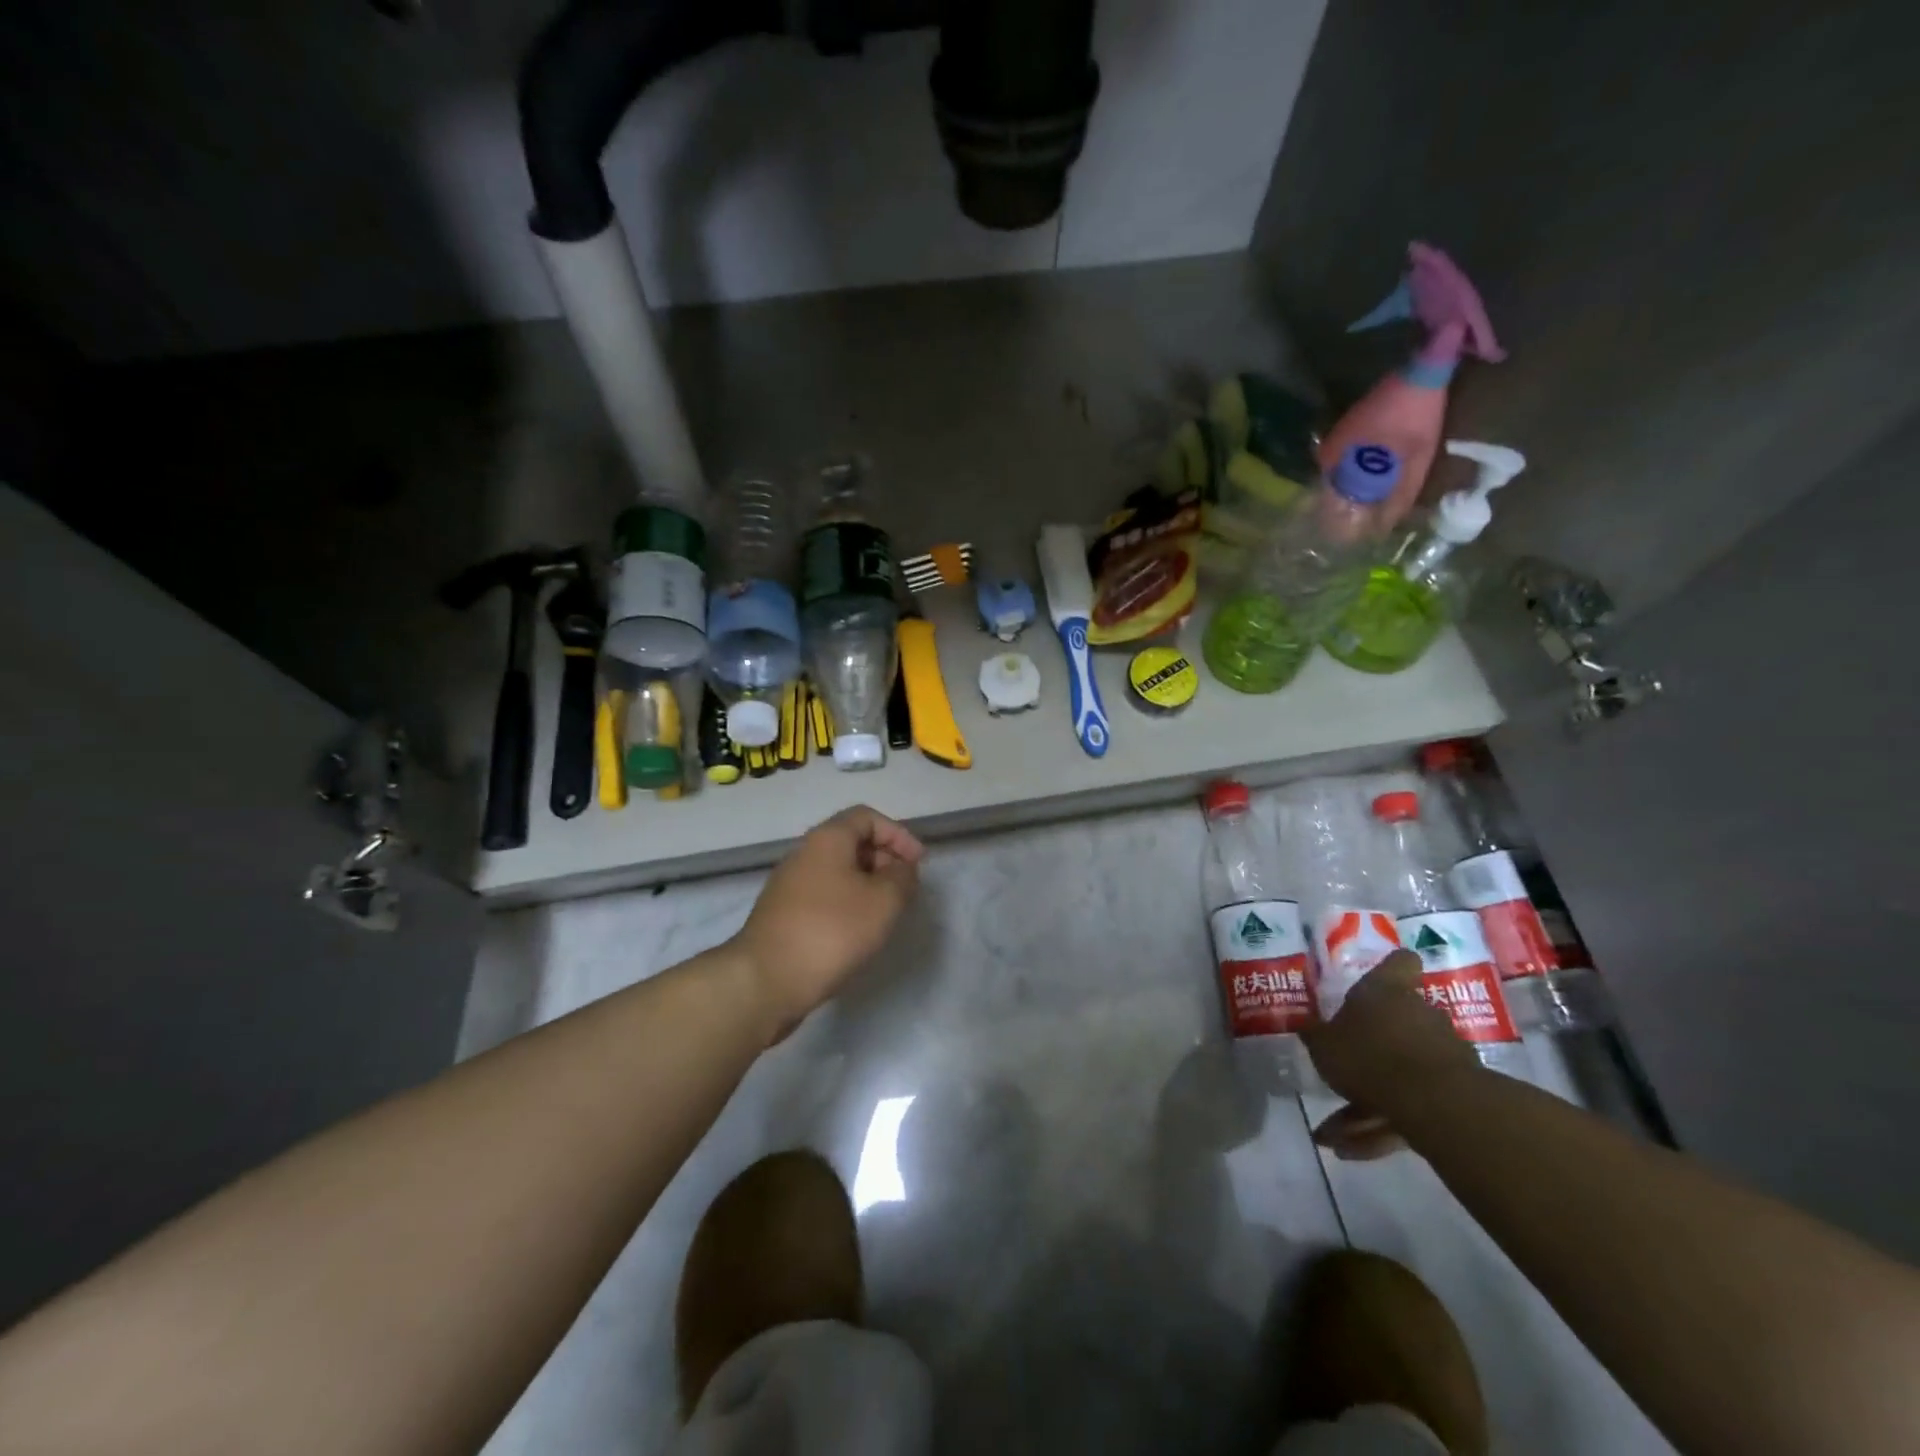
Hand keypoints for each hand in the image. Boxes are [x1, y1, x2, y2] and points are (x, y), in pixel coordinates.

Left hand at [730, 806, 923, 1041]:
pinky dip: (847, 903)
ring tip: (886, 912)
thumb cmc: (831, 931)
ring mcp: (789, 885)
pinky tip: (857, 932)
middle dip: (884, 859)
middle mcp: (804, 853)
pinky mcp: (783, 914)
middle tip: (905, 888)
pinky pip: (823, 895)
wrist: (767, 980)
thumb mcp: (884, 901)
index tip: (918, 863)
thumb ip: (902, 877)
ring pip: (837, 871)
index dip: (898, 834)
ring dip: (867, 884)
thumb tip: (902, 868)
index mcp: (827, 838)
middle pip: (851, 841)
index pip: (867, 817)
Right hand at [1301, 949, 1481, 1160]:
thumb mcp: (1323, 1044)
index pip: (1399, 963)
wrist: (1433, 1103)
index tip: (1383, 976)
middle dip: (1370, 1047)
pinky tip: (1351, 1151)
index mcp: (1387, 991)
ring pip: (1397, 1071)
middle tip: (1338, 1072)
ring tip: (1333, 1136)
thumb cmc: (1369, 1054)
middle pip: (1397, 1022)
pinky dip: (1381, 1125)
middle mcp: (1419, 1014)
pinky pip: (1408, 1105)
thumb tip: (1307, 1026)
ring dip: (1366, 1101)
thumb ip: (1316, 1035)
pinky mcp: (1452, 1094)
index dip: (1392, 966)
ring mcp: (1441, 1053)